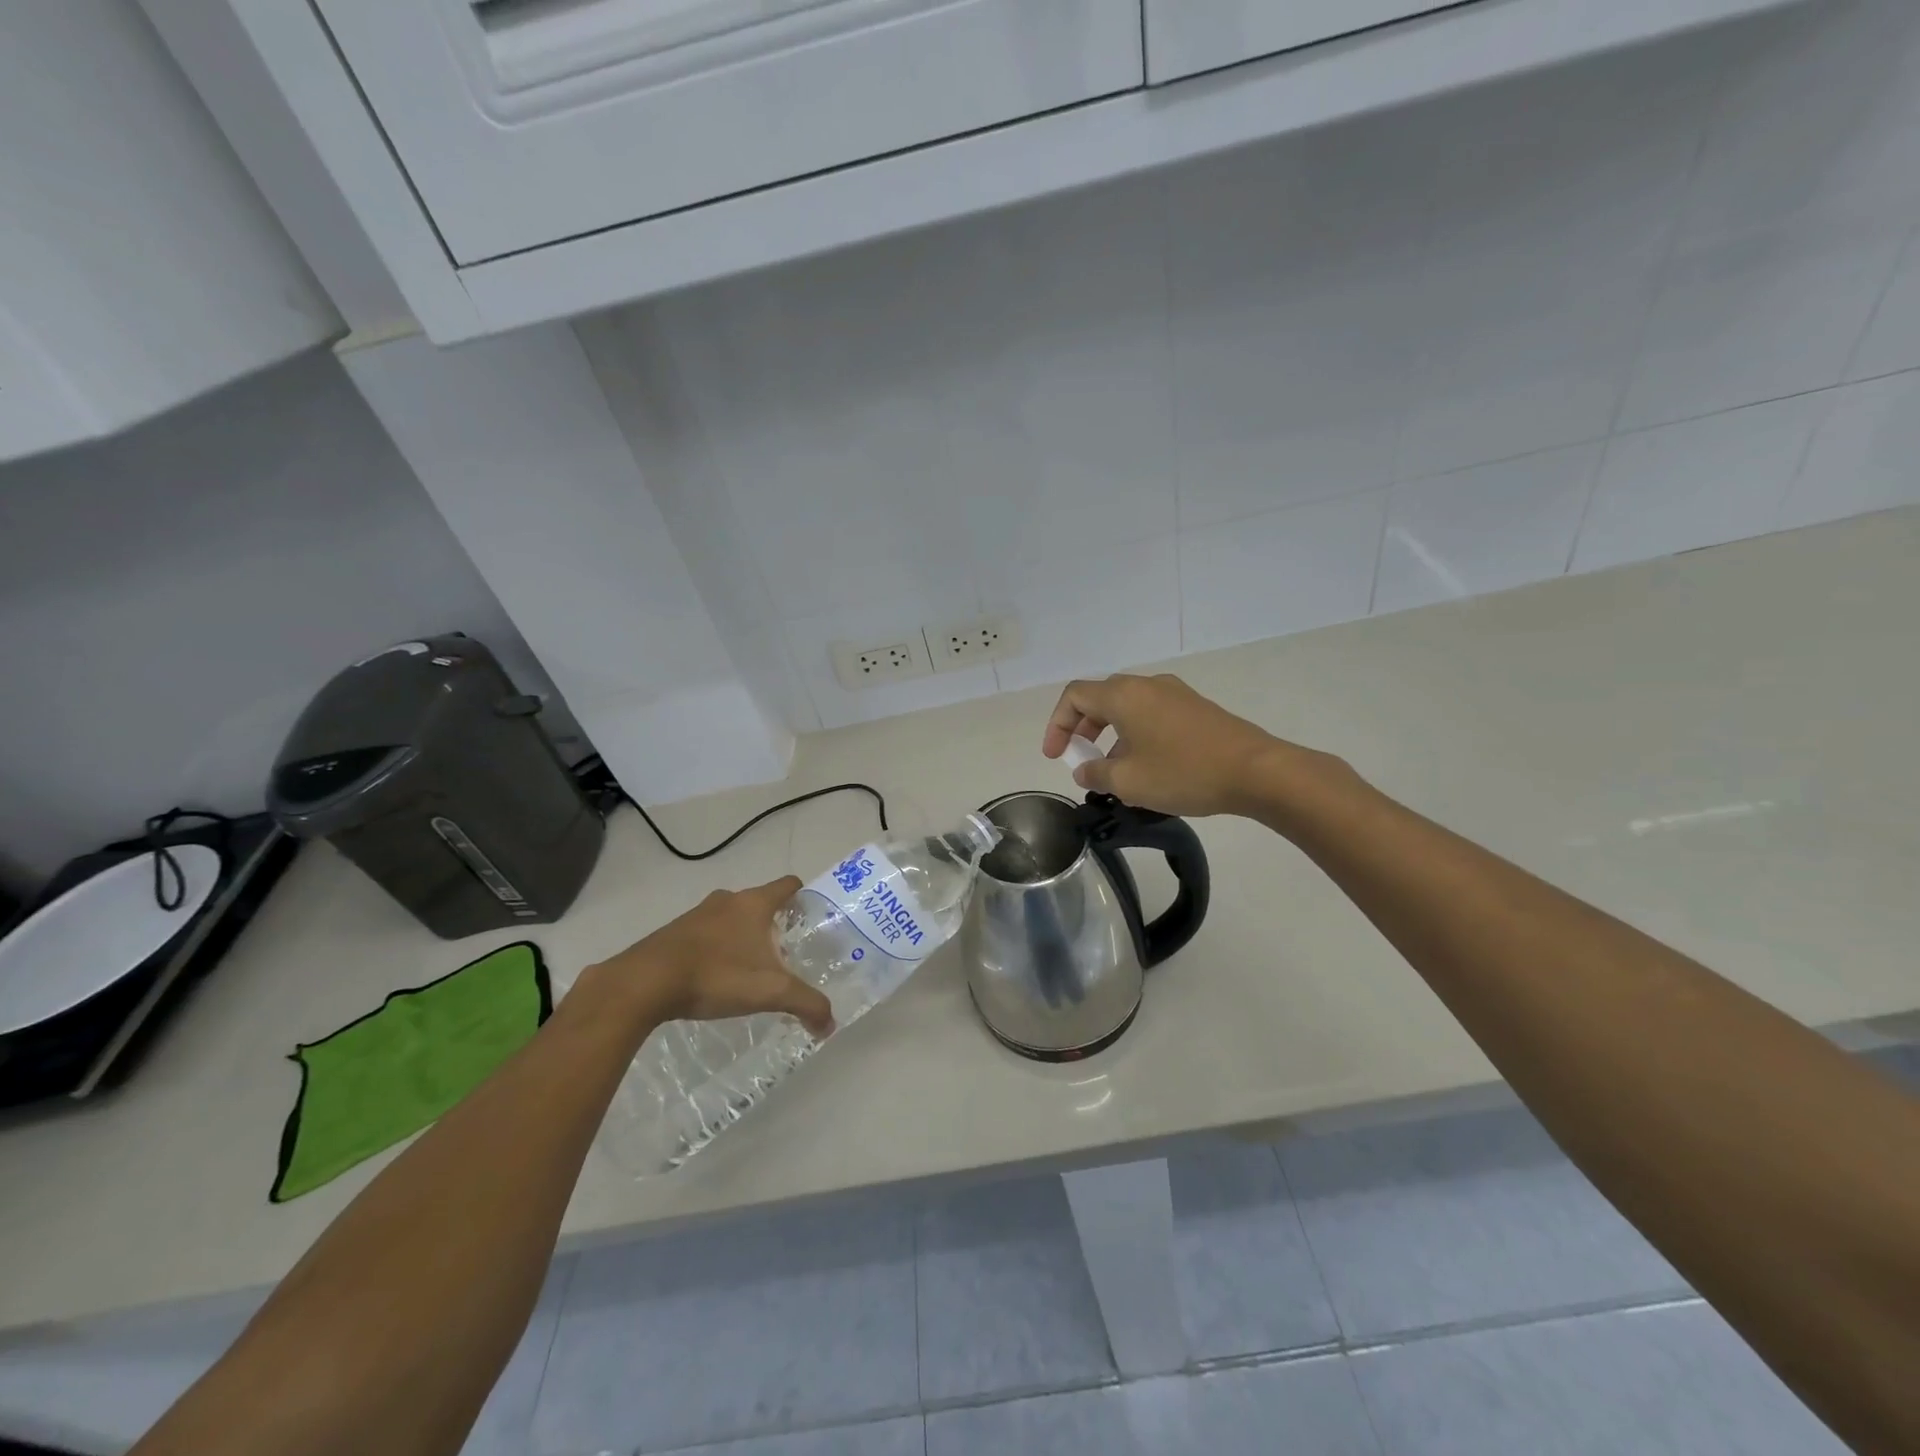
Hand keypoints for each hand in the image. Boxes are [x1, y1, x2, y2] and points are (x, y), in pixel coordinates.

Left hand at [588, 878, 834, 1037]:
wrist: (644, 983)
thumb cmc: (716, 974)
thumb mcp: (770, 992)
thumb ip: (806, 1004)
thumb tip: (830, 1025)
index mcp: (754, 903)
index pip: (788, 885)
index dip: (803, 897)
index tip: (811, 918)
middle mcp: (727, 900)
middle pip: (759, 902)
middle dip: (773, 924)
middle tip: (784, 952)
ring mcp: (696, 915)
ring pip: (730, 918)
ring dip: (741, 937)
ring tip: (750, 968)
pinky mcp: (673, 934)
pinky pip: (705, 935)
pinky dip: (715, 949)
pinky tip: (715, 978)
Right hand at [1043, 673, 1302, 817]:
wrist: (1256, 771)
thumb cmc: (1184, 773)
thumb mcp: (1129, 782)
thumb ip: (1096, 773)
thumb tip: (1085, 769)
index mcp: (1124, 695)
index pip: (1074, 696)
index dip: (1057, 724)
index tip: (1056, 756)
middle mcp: (1147, 685)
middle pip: (1100, 698)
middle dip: (1083, 728)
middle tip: (1080, 759)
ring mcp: (1175, 694)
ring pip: (1128, 707)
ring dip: (1110, 734)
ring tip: (1114, 771)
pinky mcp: (1196, 708)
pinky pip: (1152, 714)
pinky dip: (1136, 734)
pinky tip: (1148, 767)